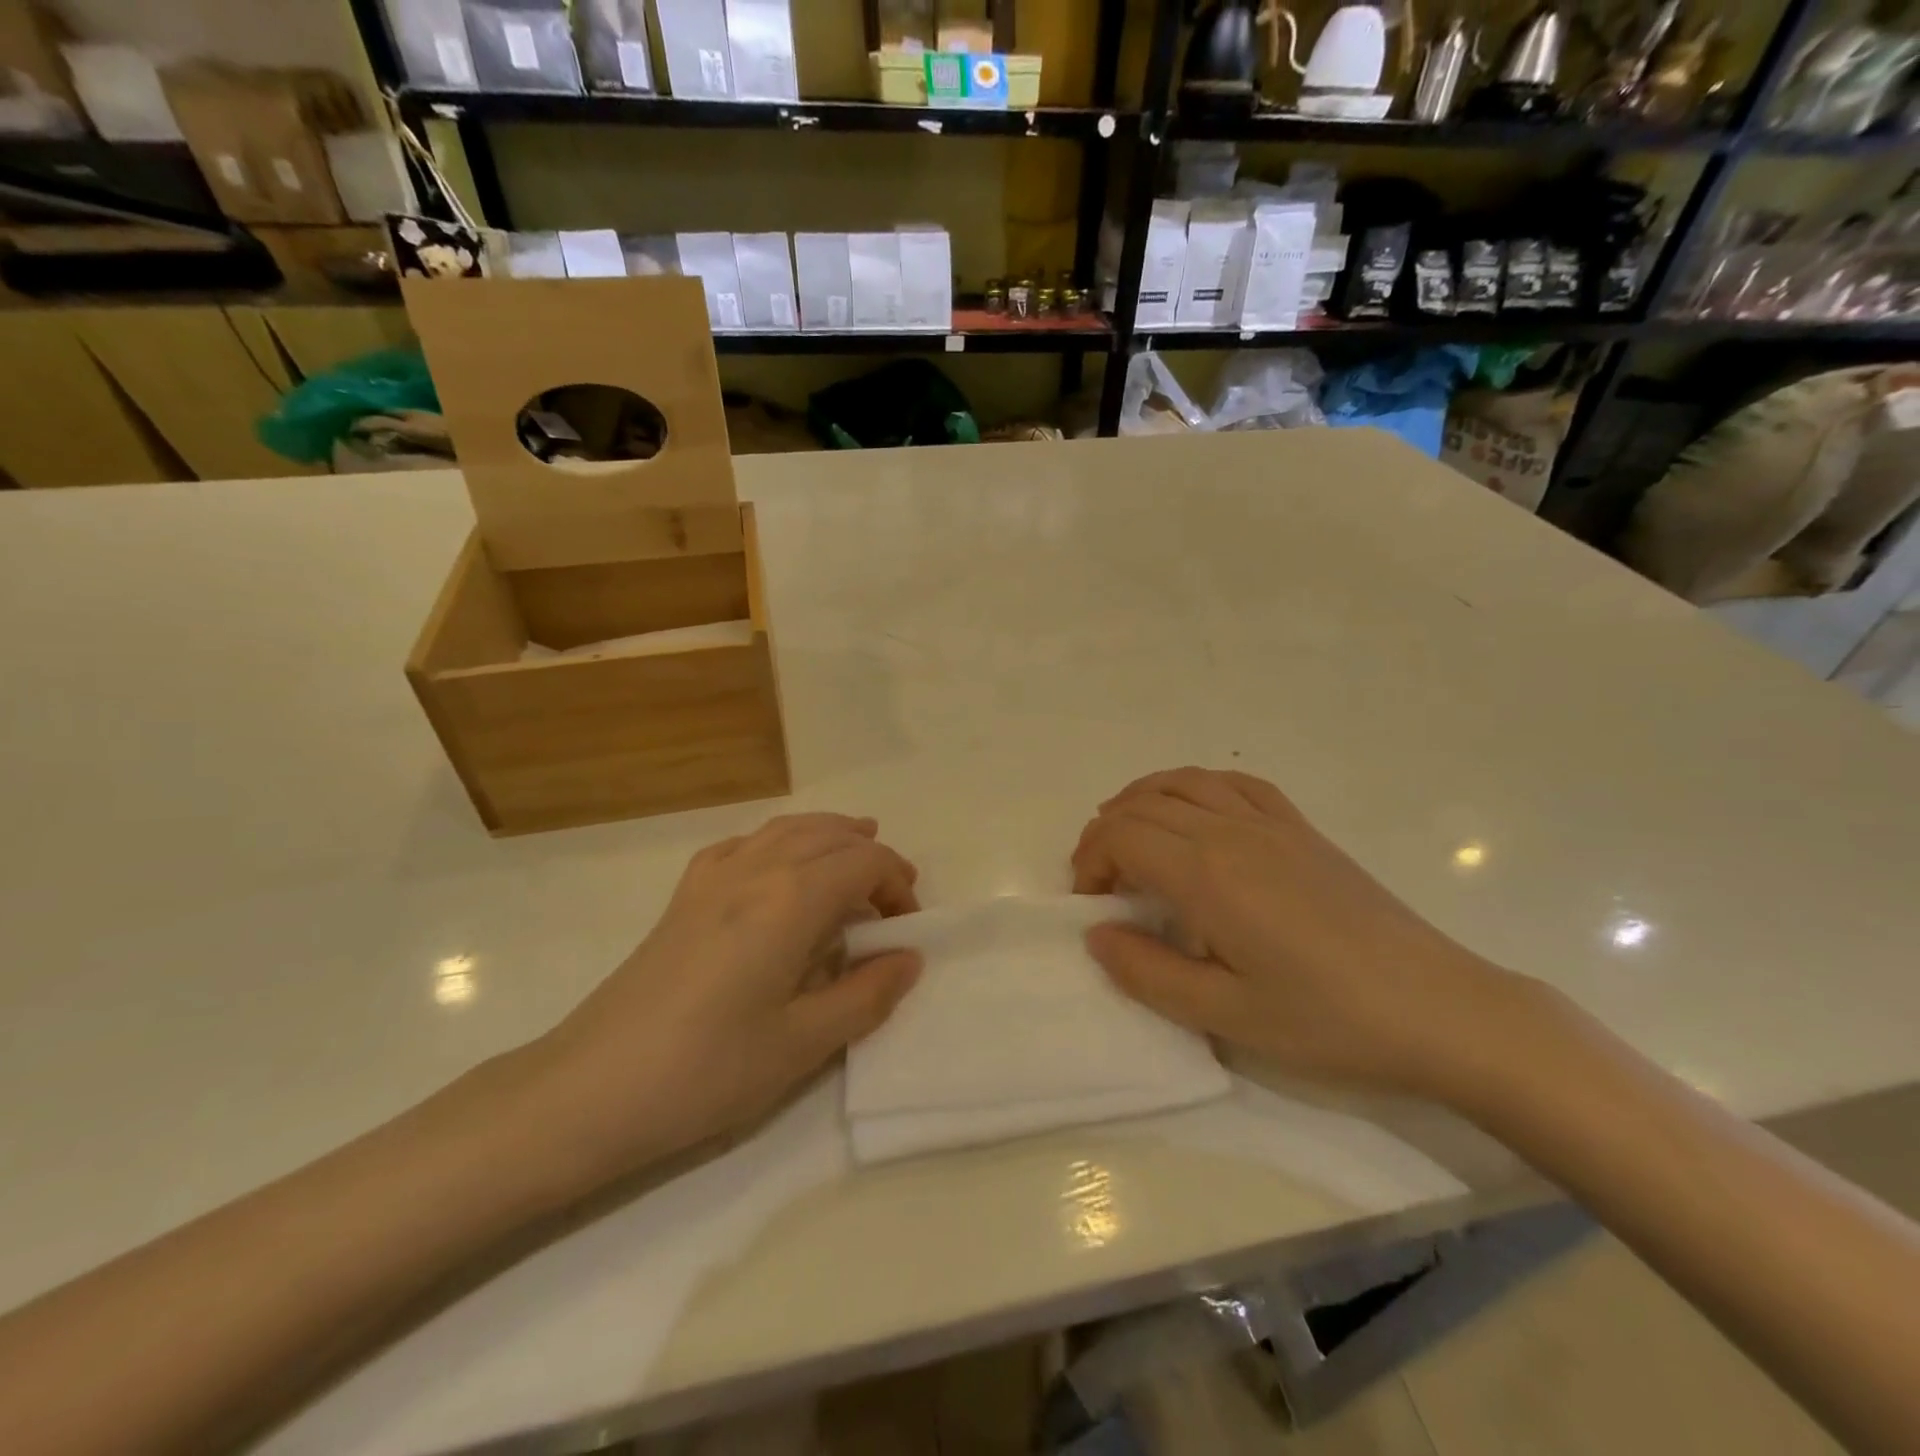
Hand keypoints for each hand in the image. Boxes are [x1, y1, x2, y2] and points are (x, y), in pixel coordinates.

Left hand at [528, 814, 922, 1182]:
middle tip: (894, 893)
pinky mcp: (683, 897)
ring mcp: (713, 878)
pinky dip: (776, 840)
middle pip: (828, 837)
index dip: (897, 886)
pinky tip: (778, 863)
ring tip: (854, 847)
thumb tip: (909, 959)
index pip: (863, 864)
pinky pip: (741, 844)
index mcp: (790, 900)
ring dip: (828, 834)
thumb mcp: (802, 1045)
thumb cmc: (706, 1070)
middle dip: (870, 856)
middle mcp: (754, 870)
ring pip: (785, 829)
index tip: (908, 929)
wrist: (590, 1089)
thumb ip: (865, 995)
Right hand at [1073, 768, 1525, 1103]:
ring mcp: (1271, 823)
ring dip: (1142, 801)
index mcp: (1208, 875)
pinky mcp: (1302, 829)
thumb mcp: (1226, 1016)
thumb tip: (1097, 934)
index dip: (1090, 862)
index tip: (1092, 905)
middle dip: (1106, 834)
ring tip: (1132, 839)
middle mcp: (1232, 832)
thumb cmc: (1328, 1021)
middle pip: (1143, 804)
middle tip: (1103, 883)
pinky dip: (1197, 786)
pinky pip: (1236, 783)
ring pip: (1184, 781)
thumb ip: (1148, 973)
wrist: (1440, 1010)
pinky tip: (1195, 813)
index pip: (1121, 836)